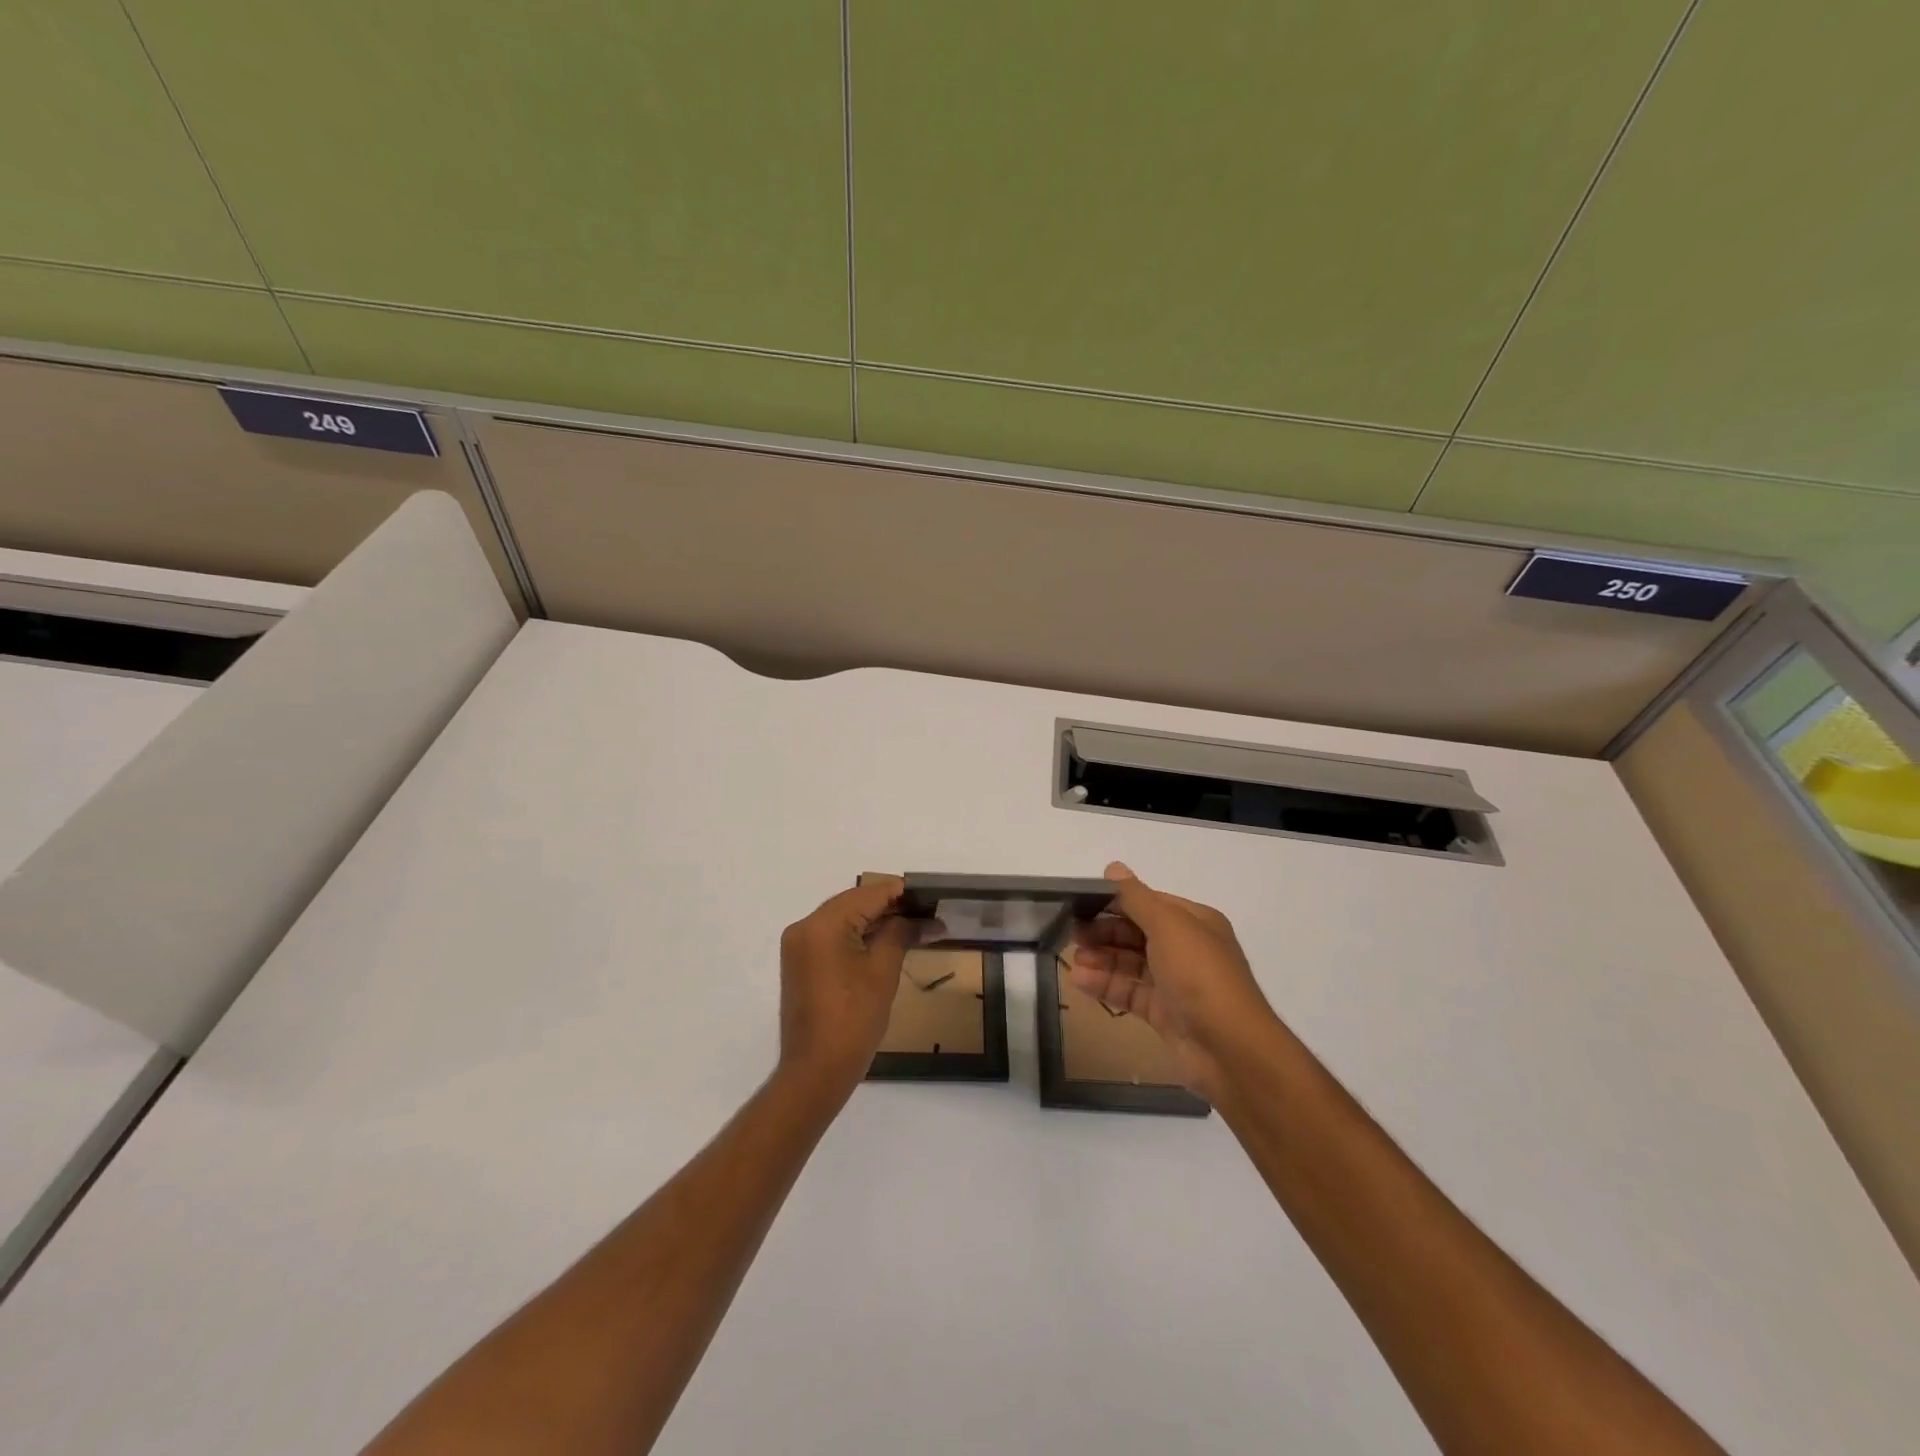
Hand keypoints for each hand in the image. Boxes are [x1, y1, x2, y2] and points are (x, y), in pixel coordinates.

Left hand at [777, 877, 917, 1095]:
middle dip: (890, 906)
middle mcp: (805, 927)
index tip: (932, 897)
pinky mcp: (801, 963)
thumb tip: (924, 919)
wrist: (816, 1072)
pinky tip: (887, 941)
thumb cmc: (853, 1020)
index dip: (902, 893)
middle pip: (854, 903)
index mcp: (822, 924)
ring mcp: (799, 946)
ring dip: (876, 920)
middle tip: (927, 913)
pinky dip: (859, 936)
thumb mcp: (883, 971)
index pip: (868, 893)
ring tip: (914, 925)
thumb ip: (901, 933)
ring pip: (844, 919)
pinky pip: (833, 936)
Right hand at [1069, 862, 1280, 1099]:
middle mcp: (1186, 948)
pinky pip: (1130, 992)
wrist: (1230, 1048)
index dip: (1115, 901)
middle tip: (1072, 933)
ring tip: (1074, 959)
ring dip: (1102, 958)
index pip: (1148, 903)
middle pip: (1137, 933)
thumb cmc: (1200, 974)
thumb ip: (1136, 897)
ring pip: (1131, 963)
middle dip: (1105, 931)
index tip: (1081, 903)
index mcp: (1194, 922)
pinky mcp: (1164, 1013)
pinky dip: (1106, 985)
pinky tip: (1080, 981)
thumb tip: (1113, 867)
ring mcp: (1175, 983)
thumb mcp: (1167, 925)